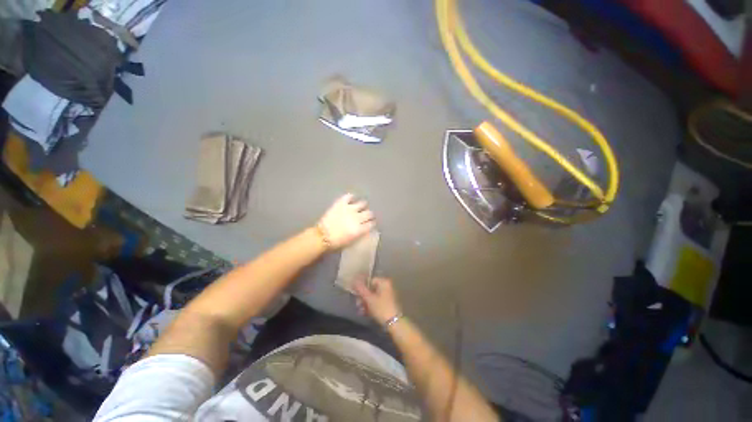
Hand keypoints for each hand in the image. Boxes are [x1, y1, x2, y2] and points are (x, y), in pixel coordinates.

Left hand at [318, 193, 374, 248]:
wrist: (321, 236)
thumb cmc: (336, 242)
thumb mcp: (351, 241)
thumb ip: (359, 234)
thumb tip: (363, 229)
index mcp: (360, 229)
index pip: (371, 224)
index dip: (372, 223)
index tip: (371, 223)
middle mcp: (358, 217)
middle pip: (369, 213)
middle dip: (370, 215)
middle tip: (367, 215)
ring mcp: (350, 209)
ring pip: (362, 203)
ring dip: (363, 206)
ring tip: (361, 206)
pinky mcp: (341, 203)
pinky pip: (349, 196)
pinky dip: (351, 197)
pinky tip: (352, 198)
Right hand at [354, 277, 401, 325]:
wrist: (394, 323)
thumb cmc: (381, 308)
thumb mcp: (369, 298)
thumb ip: (361, 289)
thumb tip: (354, 280)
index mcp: (384, 282)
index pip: (369, 281)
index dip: (361, 288)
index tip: (356, 295)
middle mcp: (387, 286)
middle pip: (371, 289)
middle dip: (363, 297)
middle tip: (357, 305)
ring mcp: (388, 294)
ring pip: (373, 296)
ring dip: (365, 303)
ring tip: (360, 311)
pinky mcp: (388, 302)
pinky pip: (377, 301)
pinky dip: (371, 306)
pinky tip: (365, 313)